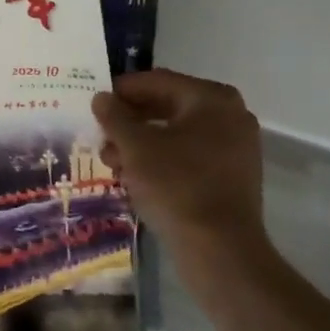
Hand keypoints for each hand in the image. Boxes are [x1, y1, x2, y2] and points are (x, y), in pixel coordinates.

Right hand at [92, 69, 273, 288]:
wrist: (220, 249)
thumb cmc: (176, 186)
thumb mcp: (135, 147)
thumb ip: (115, 117)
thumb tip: (101, 98)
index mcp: (211, 99)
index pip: (157, 81)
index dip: (122, 90)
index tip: (94, 102)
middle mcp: (230, 115)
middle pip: (168, 107)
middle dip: (130, 121)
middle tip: (100, 135)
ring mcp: (235, 147)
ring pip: (177, 134)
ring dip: (141, 143)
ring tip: (112, 162)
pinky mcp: (232, 176)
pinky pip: (190, 156)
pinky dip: (161, 160)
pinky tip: (135, 177)